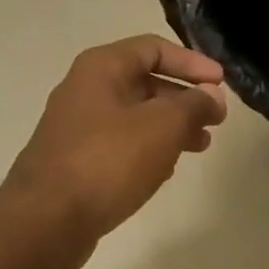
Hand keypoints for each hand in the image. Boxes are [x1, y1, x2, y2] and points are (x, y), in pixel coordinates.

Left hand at [6, 35, 227, 238]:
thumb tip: (211, 95)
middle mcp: (85, 90)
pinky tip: (167, 169)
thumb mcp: (162, 126)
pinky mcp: (76, 161)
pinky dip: (148, 149)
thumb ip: (193, 105)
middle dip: (184, 99)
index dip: (192, 63)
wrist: (47, 220)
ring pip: (135, 116)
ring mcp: (77, 127)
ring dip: (171, 127)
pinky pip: (121, 144)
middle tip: (216, 121)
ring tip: (201, 146)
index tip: (221, 84)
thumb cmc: (108, 161)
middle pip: (145, 82)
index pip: (154, 48)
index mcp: (101, 68)